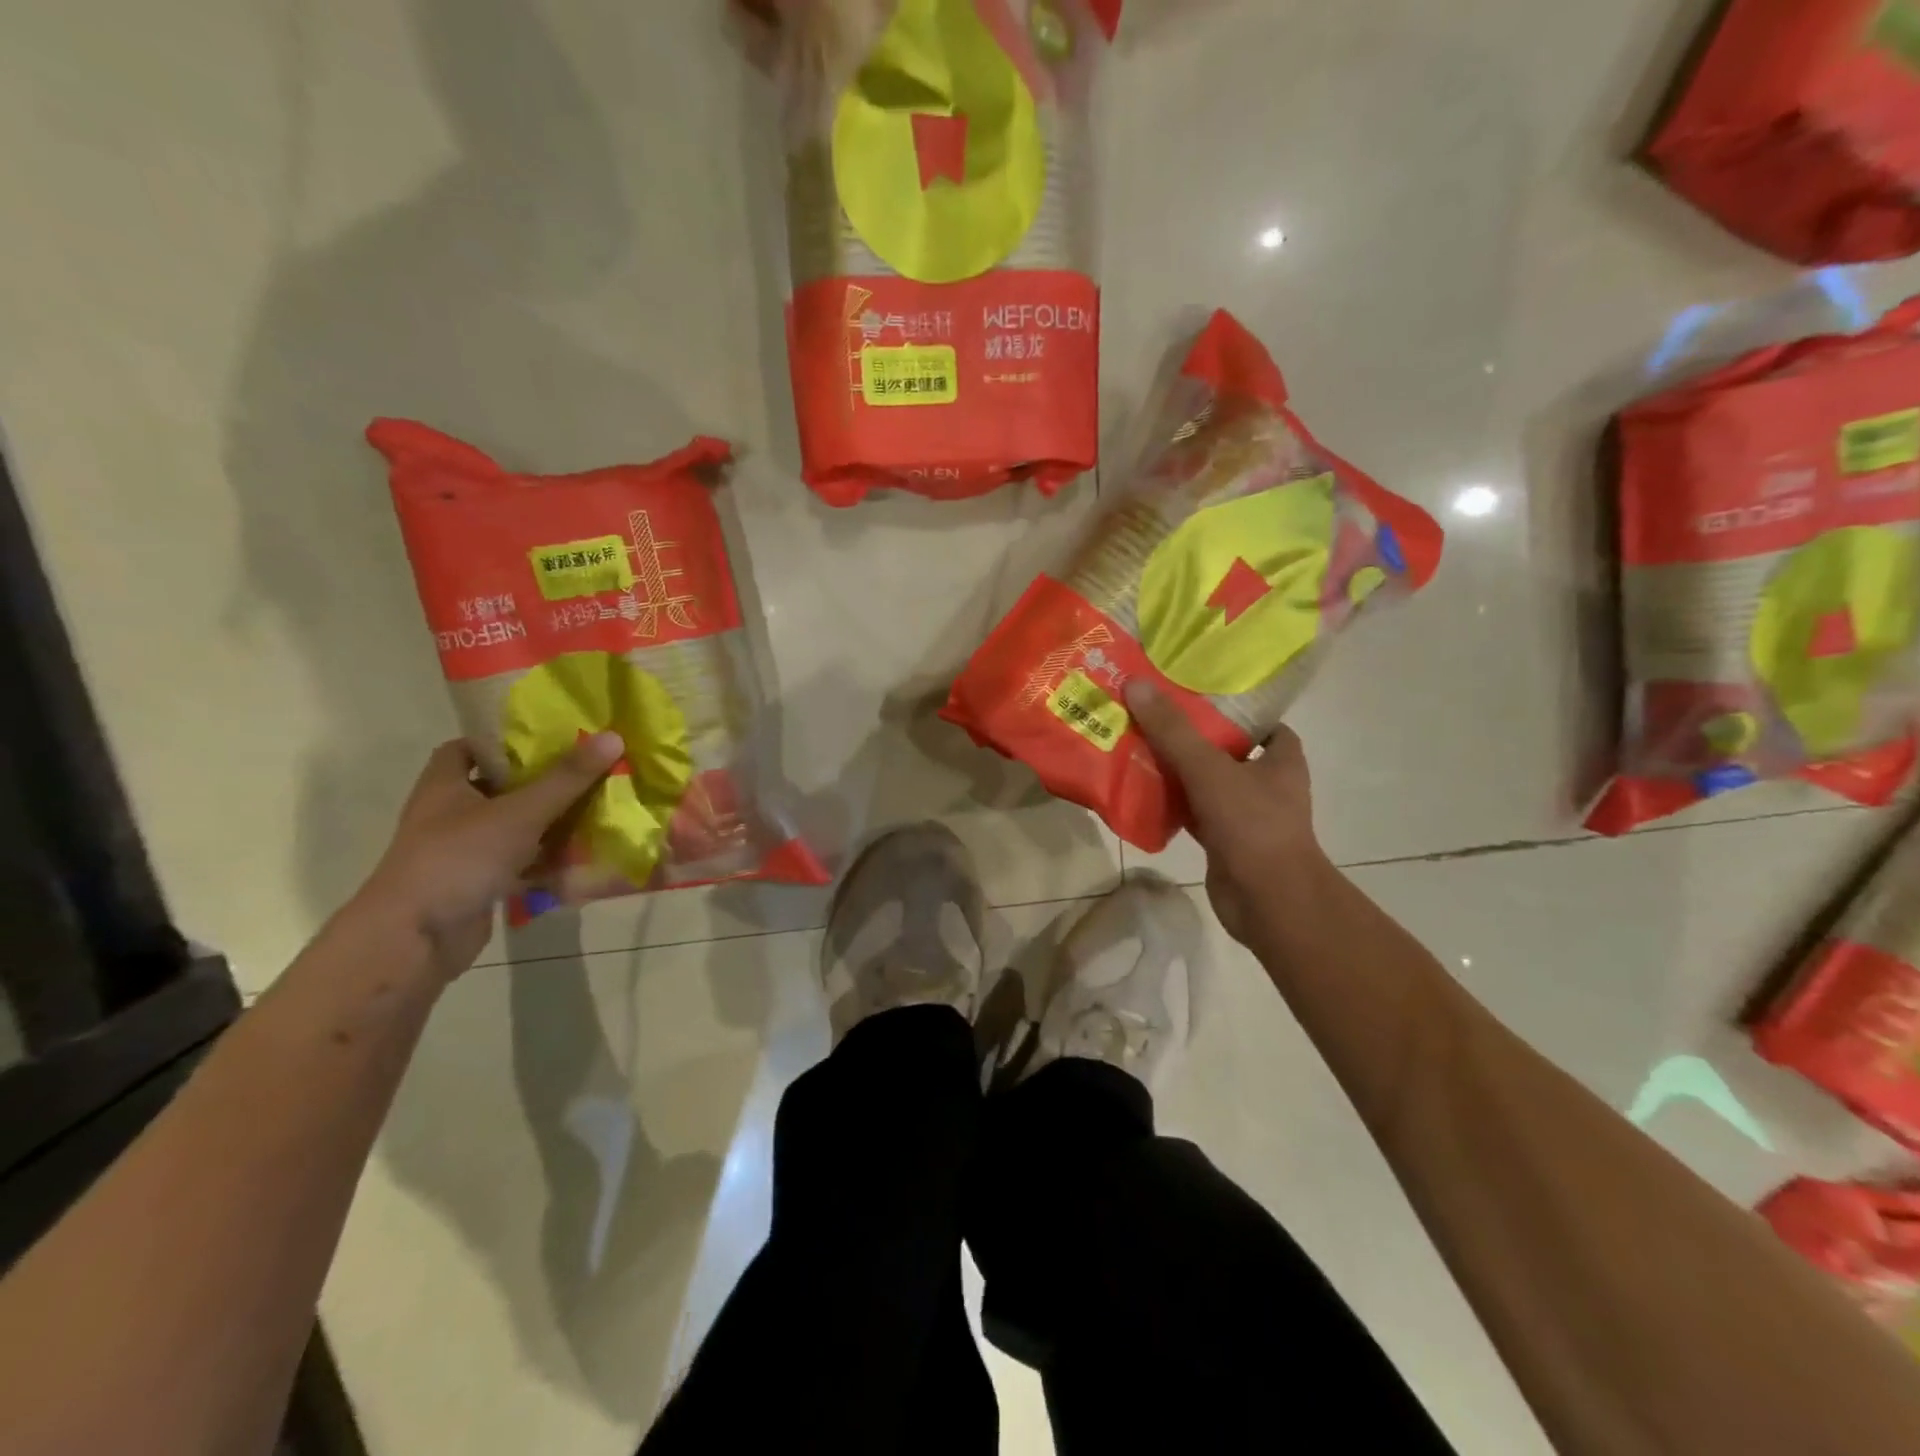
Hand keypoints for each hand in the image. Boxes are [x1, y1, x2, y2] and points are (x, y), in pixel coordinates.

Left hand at [358, 733, 624, 979]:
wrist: (414, 940)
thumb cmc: (459, 859)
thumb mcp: (520, 812)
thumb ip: (567, 779)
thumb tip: (613, 737)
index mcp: (446, 786)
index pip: (468, 749)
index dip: (504, 741)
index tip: (548, 738)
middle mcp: (451, 815)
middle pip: (502, 788)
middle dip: (544, 783)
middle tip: (589, 772)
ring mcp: (464, 852)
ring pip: (516, 829)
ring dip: (552, 825)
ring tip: (599, 811)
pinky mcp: (480, 885)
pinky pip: (521, 865)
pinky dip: (548, 863)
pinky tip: (584, 859)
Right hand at [1124, 680, 1322, 945]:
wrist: (1268, 901)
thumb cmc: (1252, 825)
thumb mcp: (1209, 769)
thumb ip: (1172, 730)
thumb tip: (1136, 684)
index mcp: (1281, 760)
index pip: (1261, 723)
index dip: (1231, 709)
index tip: (1193, 696)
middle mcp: (1267, 784)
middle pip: (1225, 751)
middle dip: (1191, 737)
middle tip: (1151, 716)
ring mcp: (1245, 815)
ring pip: (1205, 784)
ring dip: (1176, 771)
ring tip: (1135, 746)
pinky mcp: (1224, 842)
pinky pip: (1192, 813)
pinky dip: (1171, 805)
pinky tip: (1139, 792)